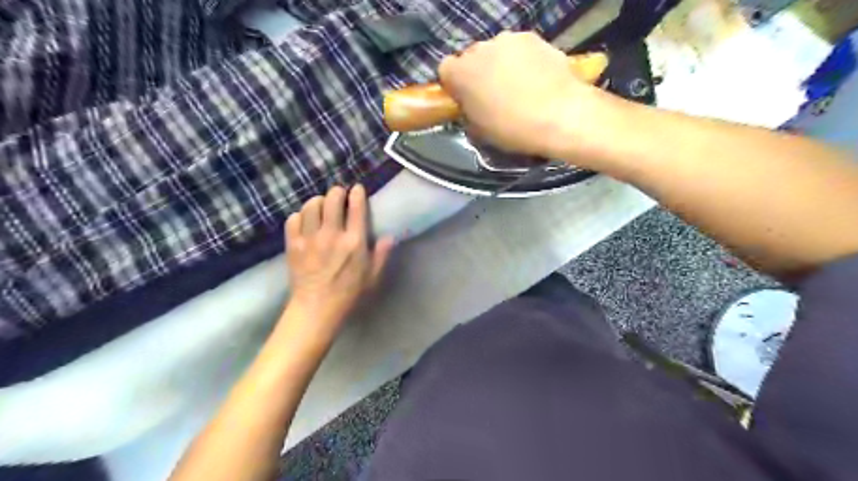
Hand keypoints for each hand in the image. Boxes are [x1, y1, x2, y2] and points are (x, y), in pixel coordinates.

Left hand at [286, 185, 396, 335]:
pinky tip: (306, 221)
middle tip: (339, 196)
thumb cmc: (349, 292)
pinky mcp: (293, 244)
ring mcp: (310, 238)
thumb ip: (382, 254)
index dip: (357, 193)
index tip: (357, 189)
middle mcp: (332, 234)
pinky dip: (300, 215)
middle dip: (337, 192)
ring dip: (318, 201)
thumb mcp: (373, 275)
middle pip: (332, 198)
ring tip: (322, 206)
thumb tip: (390, 236)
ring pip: (311, 205)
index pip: (356, 207)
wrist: (317, 308)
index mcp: (354, 241)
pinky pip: (293, 219)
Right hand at [438, 30, 597, 157]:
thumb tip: (472, 108)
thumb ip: (469, 113)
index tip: (465, 99)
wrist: (561, 116)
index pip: (445, 69)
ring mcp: (509, 40)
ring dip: (501, 65)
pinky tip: (537, 80)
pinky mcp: (534, 37)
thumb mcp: (481, 132)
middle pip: (472, 58)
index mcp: (462, 73)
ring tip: (519, 87)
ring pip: (496, 52)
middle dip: (478, 73)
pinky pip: (520, 49)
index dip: (454, 85)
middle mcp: (481, 49)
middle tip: (493, 95)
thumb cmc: (513, 129)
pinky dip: (523, 61)